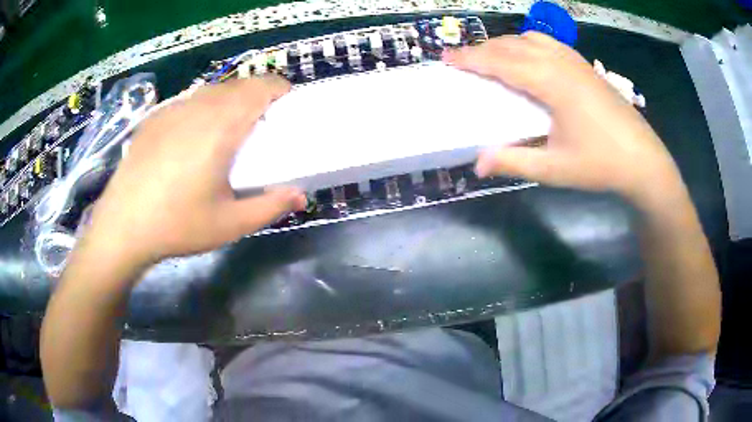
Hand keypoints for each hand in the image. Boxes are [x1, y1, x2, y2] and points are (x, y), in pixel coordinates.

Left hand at [87, 76, 305, 264]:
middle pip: (238, 85)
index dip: (280, 90)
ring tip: (224, 134)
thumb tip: (300, 196)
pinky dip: (202, 109)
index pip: (261, 86)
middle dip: (256, 97)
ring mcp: (172, 109)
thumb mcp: (230, 224)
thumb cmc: (177, 225)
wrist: (122, 227)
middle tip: (258, 129)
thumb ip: (270, 206)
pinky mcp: (154, 118)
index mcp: (221, 126)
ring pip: (212, 90)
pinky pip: (188, 101)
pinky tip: (190, 141)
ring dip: (228, 102)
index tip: (285, 110)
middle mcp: (198, 107)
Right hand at [444, 33, 682, 203]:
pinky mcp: (585, 66)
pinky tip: (528, 56)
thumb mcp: (555, 169)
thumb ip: (514, 162)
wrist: (643, 160)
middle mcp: (560, 62)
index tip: (446, 57)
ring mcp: (575, 61)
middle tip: (461, 58)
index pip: (501, 61)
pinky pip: (549, 43)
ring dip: (505, 43)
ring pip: (531, 38)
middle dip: (482, 48)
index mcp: (551, 82)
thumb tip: (477, 164)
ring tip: (491, 56)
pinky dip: (528, 44)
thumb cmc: (601, 164)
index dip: (471, 58)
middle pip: (512, 45)